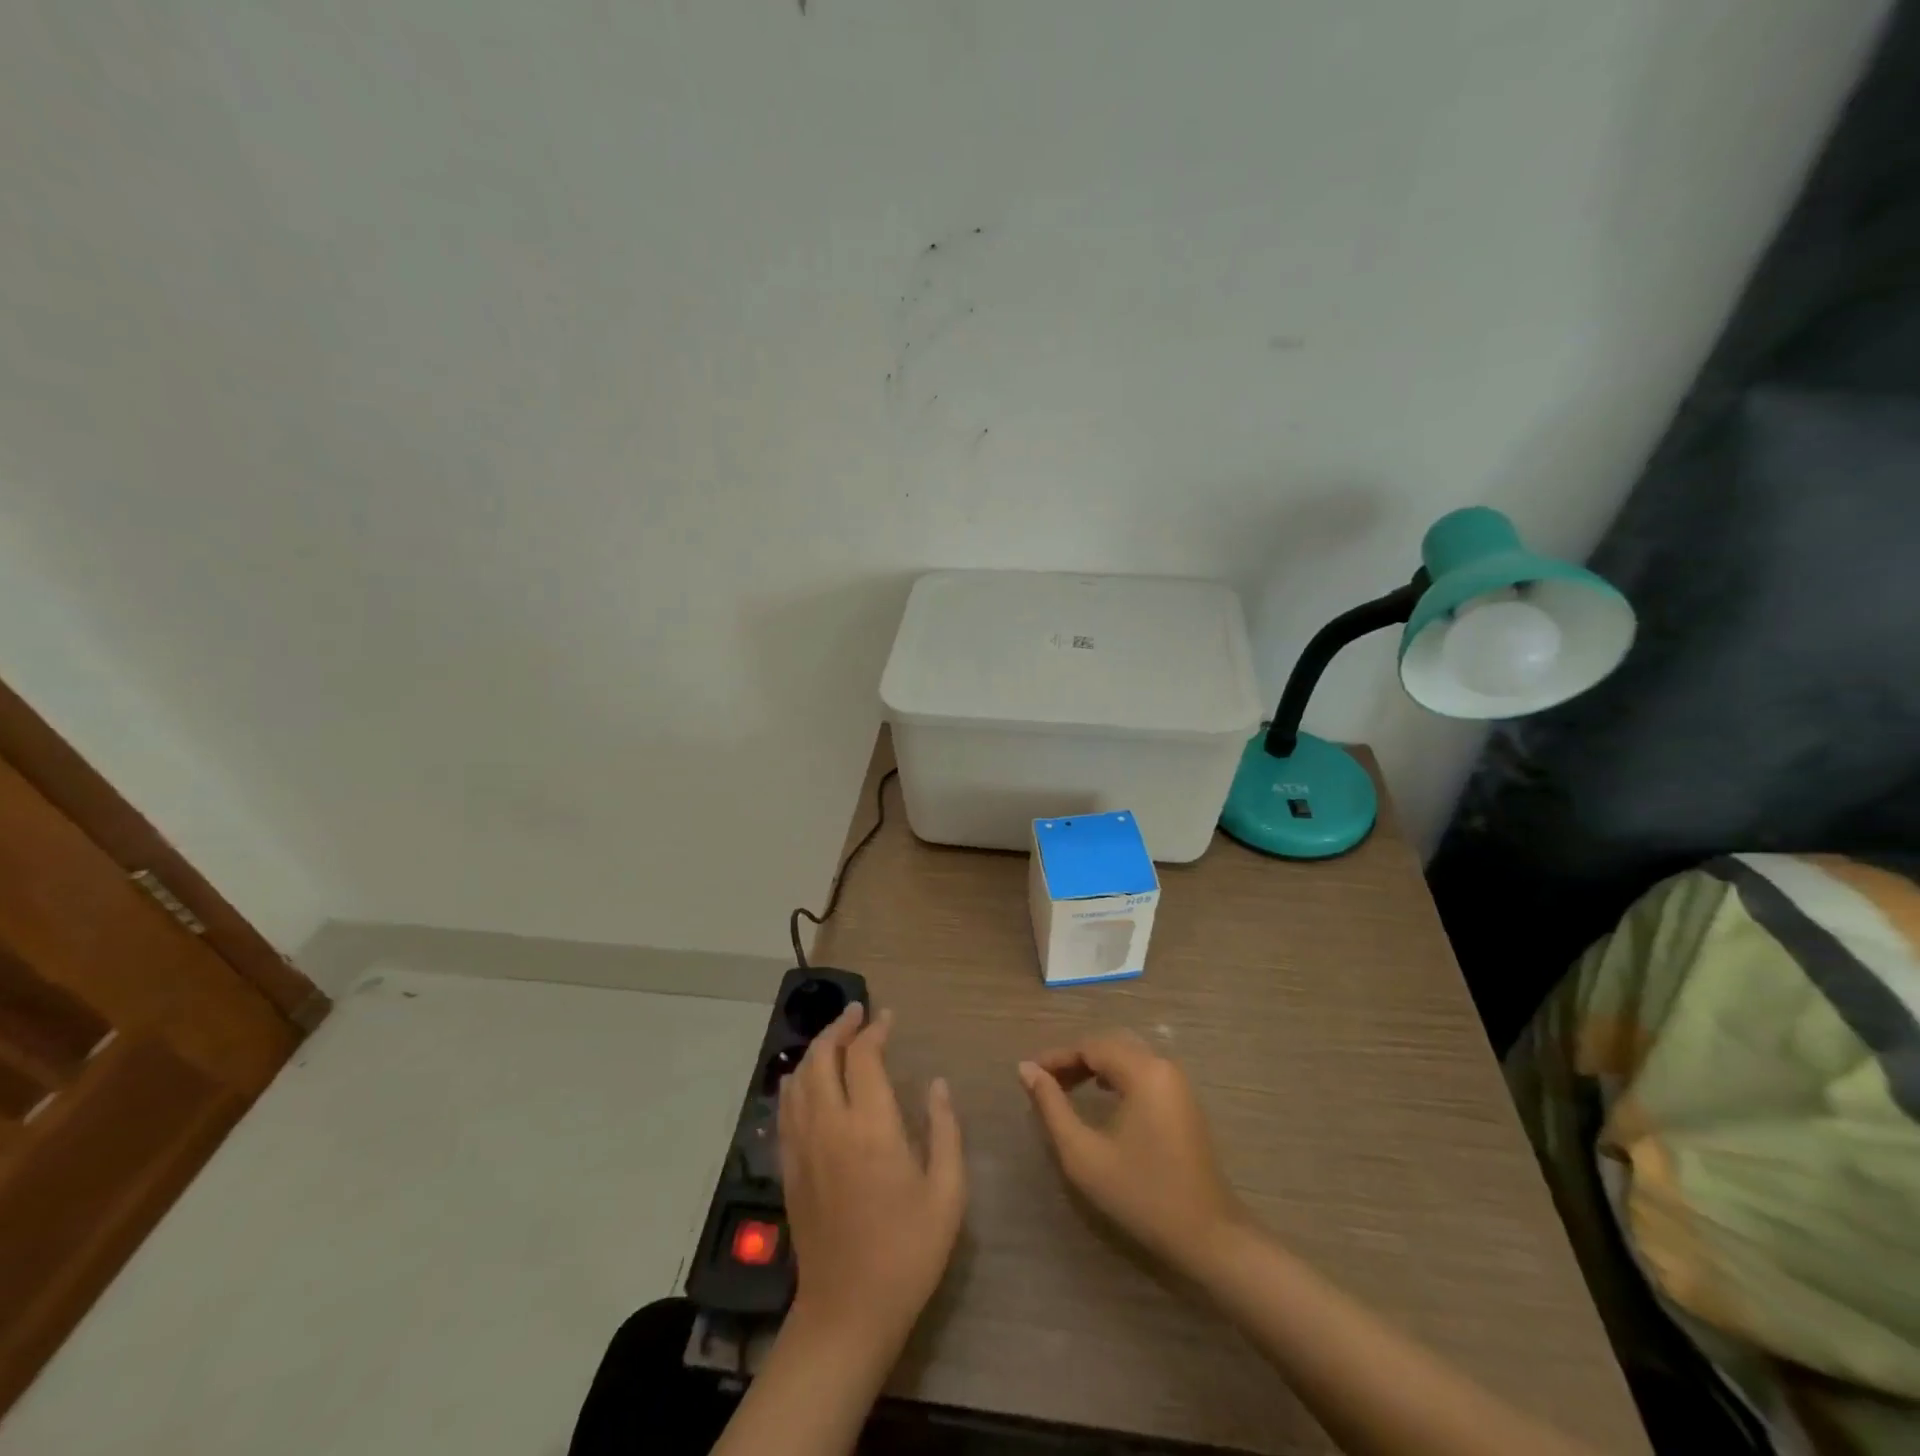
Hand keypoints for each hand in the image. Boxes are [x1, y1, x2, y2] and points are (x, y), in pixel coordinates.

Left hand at [779, 1005, 965, 1357]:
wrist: (847, 1312)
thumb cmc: (906, 1252)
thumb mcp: (946, 1194)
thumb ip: (945, 1131)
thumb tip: (937, 1085)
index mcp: (871, 1127)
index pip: (864, 1056)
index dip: (875, 1029)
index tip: (888, 1017)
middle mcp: (829, 1125)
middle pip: (822, 1056)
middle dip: (839, 1026)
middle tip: (857, 1012)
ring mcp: (802, 1146)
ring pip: (798, 1077)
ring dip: (816, 1049)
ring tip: (836, 1037)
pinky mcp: (789, 1167)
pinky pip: (785, 1107)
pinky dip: (796, 1080)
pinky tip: (806, 1079)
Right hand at [1019, 1030, 1246, 1272]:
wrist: (1208, 1237)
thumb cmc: (1141, 1194)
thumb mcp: (1084, 1154)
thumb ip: (1052, 1107)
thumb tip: (1026, 1069)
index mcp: (1143, 1071)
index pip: (1090, 1046)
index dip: (1057, 1057)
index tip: (1029, 1073)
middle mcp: (1163, 1066)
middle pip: (1110, 1045)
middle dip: (1075, 1059)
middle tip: (1045, 1081)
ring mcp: (1178, 1083)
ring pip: (1127, 1056)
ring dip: (1095, 1066)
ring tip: (1066, 1088)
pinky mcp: (1184, 1101)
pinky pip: (1143, 1071)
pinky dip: (1117, 1075)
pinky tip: (1102, 1095)